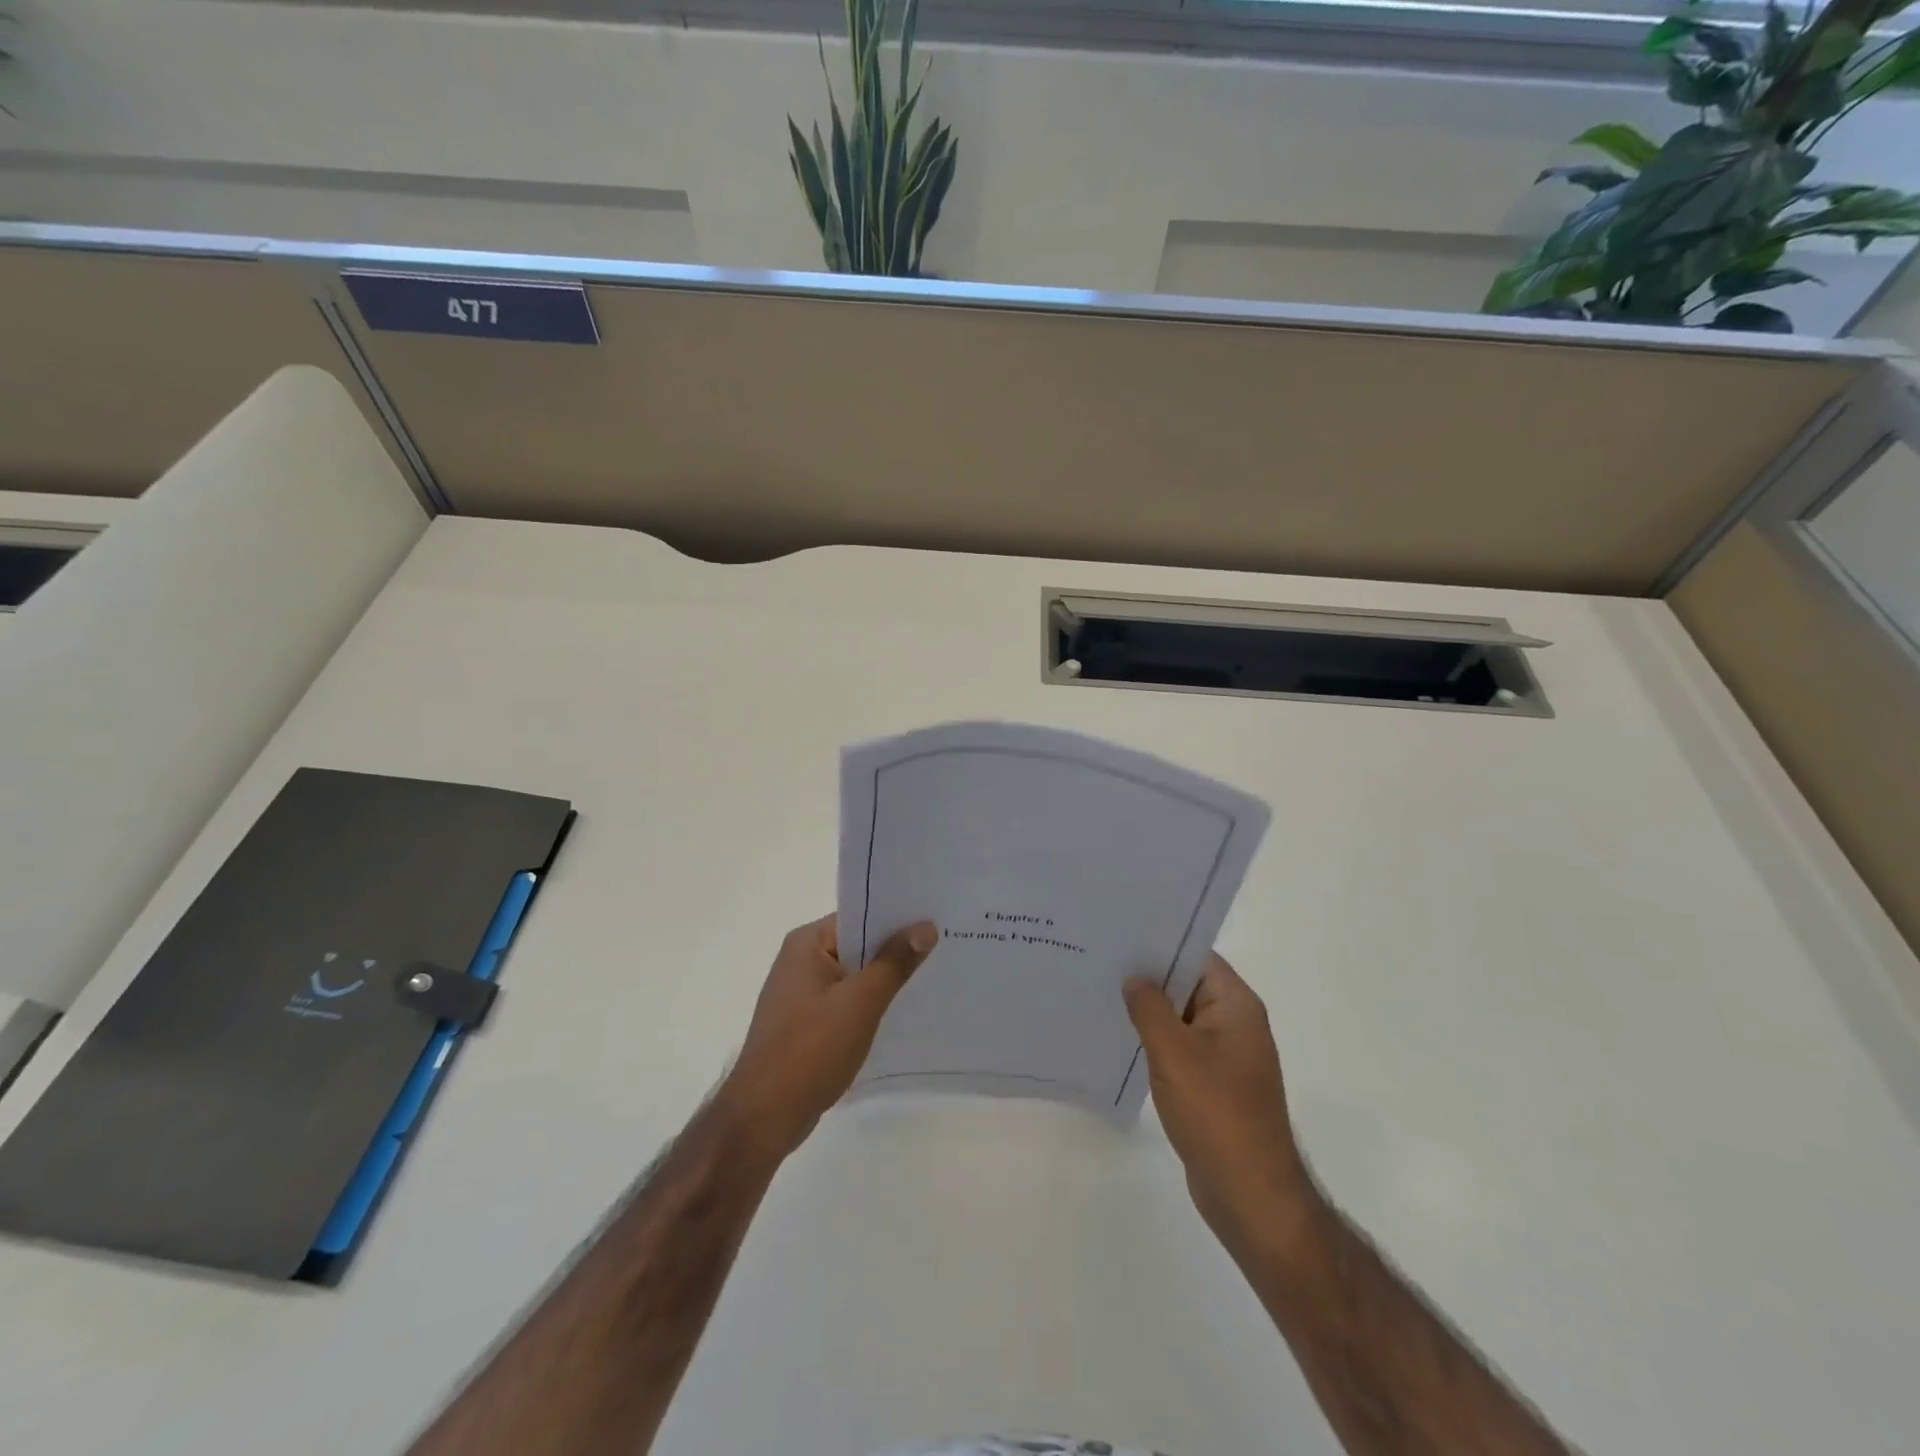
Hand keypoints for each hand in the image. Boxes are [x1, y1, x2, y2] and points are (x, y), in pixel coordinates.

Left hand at [718, 914, 938, 1160]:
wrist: (764, 1117)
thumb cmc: (811, 1050)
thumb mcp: (861, 1002)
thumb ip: (894, 962)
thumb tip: (926, 926)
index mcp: (806, 944)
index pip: (859, 917)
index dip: (897, 918)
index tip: (935, 919)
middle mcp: (800, 961)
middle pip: (858, 945)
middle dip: (896, 949)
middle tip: (944, 946)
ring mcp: (801, 994)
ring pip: (854, 976)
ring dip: (884, 980)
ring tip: (932, 976)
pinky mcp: (806, 1024)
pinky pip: (845, 1002)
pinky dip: (870, 1004)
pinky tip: (901, 1013)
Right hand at [1124, 955, 1314, 1252]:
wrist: (1251, 1195)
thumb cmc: (1216, 1114)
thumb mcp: (1174, 1053)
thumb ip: (1149, 1008)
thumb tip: (1133, 977)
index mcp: (1236, 1005)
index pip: (1196, 956)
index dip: (1160, 943)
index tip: (1119, 934)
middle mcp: (1236, 1023)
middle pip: (1187, 984)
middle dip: (1148, 975)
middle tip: (1100, 961)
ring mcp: (1226, 1055)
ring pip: (1181, 1017)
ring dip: (1148, 1010)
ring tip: (1101, 994)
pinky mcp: (1214, 1083)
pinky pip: (1181, 1048)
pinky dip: (1155, 1041)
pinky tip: (1121, 1039)